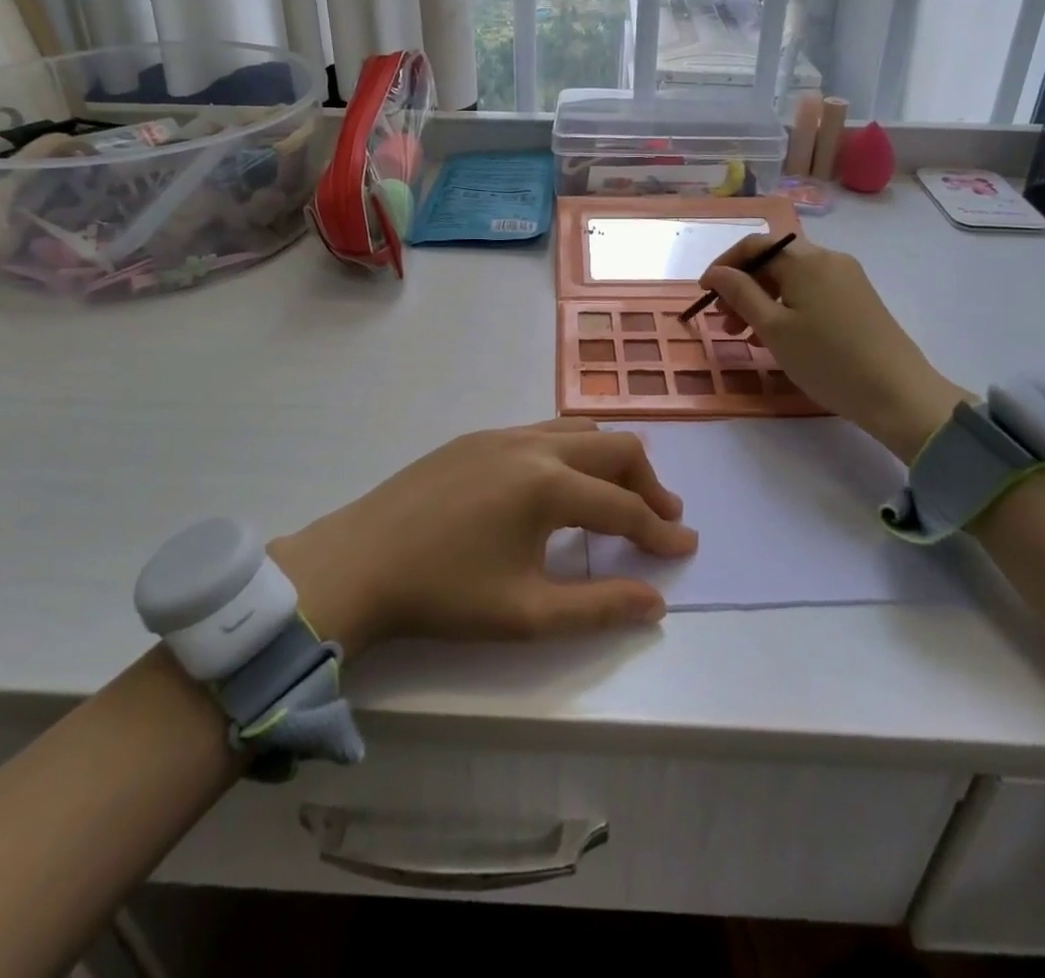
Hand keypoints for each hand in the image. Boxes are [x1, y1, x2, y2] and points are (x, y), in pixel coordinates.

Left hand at [268, 420, 696, 658]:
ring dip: (610, 460)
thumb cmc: (444, 595)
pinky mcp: (475, 437)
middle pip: (613, 448)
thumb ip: (598, 607)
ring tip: (620, 496)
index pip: (623, 507)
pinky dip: (572, 451)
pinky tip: (560, 485)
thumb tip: (655, 601)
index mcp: (548, 485)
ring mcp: (501, 434)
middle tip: (661, 518)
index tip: (686, 547)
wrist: (357, 563)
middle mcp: (532, 445)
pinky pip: (543, 431)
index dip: (659, 531)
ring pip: (578, 430)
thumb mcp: (527, 614)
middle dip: (647, 482)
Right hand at [699, 233, 967, 461]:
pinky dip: (787, 308)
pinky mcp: (859, 300)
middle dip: (743, 287)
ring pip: (792, 280)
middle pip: (774, 262)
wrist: (898, 393)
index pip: (754, 246)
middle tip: (724, 322)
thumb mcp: (774, 328)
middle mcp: (828, 259)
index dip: (725, 266)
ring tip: (747, 337)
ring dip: (763, 301)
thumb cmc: (827, 360)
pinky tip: (779, 339)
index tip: (705, 294)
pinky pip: (812, 293)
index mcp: (806, 260)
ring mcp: (848, 279)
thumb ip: (741, 294)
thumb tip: (717, 272)